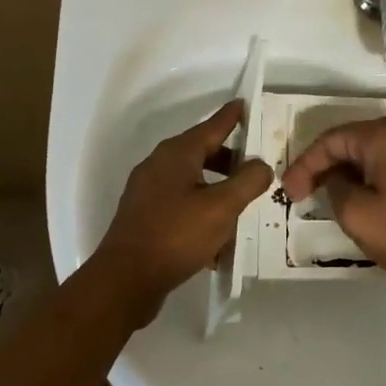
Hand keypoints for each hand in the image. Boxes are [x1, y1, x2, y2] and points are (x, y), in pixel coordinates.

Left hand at [95, 101, 272, 325]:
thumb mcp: (222, 207)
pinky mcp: (144, 216)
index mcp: (178, 153)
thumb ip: (247, 181)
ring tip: (240, 204)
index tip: (246, 104)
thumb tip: (261, 165)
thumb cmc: (176, 235)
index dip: (232, 116)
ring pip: (192, 179)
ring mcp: (148, 190)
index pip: (213, 125)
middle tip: (256, 167)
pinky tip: (216, 235)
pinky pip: (180, 202)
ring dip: (217, 187)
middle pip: (202, 151)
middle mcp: (159, 164)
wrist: (124, 281)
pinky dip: (200, 208)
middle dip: (230, 158)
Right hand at [280, 117, 385, 295]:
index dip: (305, 164)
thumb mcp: (358, 214)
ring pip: (370, 150)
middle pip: (351, 140)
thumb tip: (335, 177)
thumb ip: (335, 187)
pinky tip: (356, 194)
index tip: (288, 192)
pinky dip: (368, 173)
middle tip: (301, 193)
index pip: (332, 140)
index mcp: (385, 134)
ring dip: (345, 170)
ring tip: (323, 196)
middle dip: (323, 165)